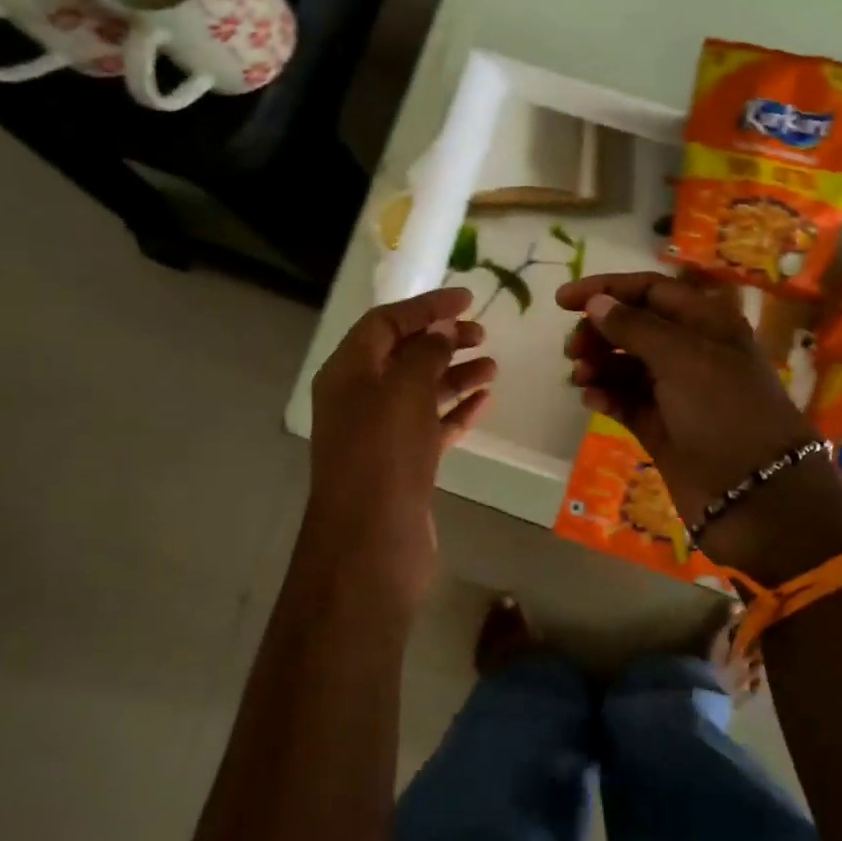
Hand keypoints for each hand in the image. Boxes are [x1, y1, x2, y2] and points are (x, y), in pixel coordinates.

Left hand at [307, 286, 495, 602]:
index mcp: (348, 372)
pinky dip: (456, 411)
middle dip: (442, 340)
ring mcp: (381, 434)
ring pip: (421, 392)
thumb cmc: (383, 454)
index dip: (425, 306)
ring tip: (493, 367)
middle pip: (403, 355)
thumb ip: (424, 352)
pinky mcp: (402, 464)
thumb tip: (441, 330)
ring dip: (455, 375)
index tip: (468, 298)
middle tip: (483, 333)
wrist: (372, 541)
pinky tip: (485, 401)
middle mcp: (360, 398)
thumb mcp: (403, 390)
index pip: (385, 322)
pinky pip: (431, 426)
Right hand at [554, 272, 841, 581]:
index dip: (607, 289)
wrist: (755, 494)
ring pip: (626, 365)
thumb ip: (635, 327)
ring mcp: (676, 392)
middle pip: (634, 327)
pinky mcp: (662, 427)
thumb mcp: (682, 358)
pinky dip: (607, 396)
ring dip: (599, 365)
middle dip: (599, 332)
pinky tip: (593, 401)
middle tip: (572, 349)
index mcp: (706, 323)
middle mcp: (692, 352)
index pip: (651, 291)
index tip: (563, 301)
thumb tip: (597, 303)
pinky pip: (626, 401)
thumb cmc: (724, 412)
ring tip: (580, 377)